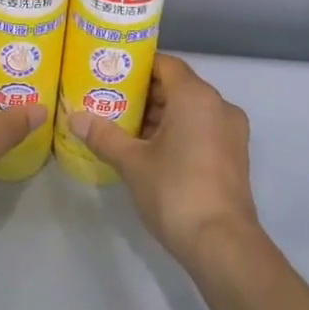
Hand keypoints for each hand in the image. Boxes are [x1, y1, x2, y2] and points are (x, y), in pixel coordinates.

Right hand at [68, 55, 260, 274]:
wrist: (222, 244)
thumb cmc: (175, 192)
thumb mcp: (132, 162)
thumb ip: (104, 136)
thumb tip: (74, 118)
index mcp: (196, 97)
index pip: (165, 64)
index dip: (137, 66)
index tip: (111, 74)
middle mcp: (219, 106)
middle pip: (178, 86)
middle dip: (144, 94)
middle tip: (110, 102)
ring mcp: (231, 132)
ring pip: (190, 110)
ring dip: (160, 115)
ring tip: (124, 127)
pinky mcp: (234, 155)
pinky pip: (202, 129)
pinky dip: (178, 131)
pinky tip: (149, 149)